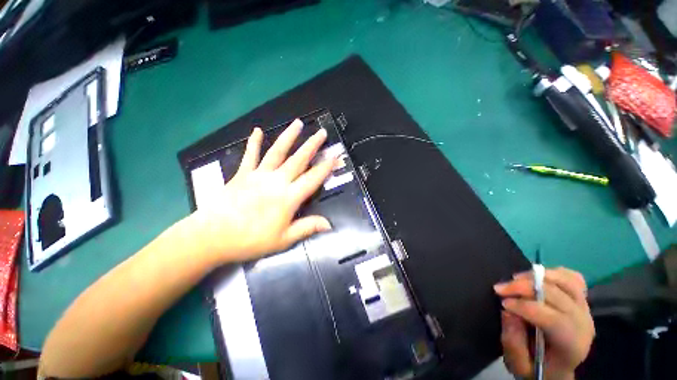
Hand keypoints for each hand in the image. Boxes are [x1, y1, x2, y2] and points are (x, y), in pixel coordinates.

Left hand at [193, 119, 335, 263]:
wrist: (212, 237)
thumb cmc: (250, 240)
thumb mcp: (283, 239)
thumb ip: (307, 228)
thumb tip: (329, 224)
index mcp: (288, 198)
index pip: (313, 179)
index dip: (326, 167)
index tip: (335, 156)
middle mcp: (276, 181)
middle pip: (298, 160)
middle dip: (312, 145)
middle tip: (322, 132)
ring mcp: (258, 175)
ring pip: (277, 152)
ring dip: (289, 137)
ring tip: (297, 123)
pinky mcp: (242, 174)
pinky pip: (250, 155)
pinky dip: (254, 142)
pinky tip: (258, 130)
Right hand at [494, 267, 594, 379]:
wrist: (558, 368)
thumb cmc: (537, 368)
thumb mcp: (519, 365)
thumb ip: (513, 342)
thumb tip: (508, 312)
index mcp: (572, 345)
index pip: (553, 319)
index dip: (525, 307)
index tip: (502, 303)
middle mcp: (583, 323)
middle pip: (556, 295)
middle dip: (524, 288)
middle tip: (500, 288)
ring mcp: (585, 309)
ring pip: (565, 281)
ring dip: (537, 276)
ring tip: (515, 279)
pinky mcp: (581, 299)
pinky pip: (573, 278)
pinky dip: (555, 272)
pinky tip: (539, 276)